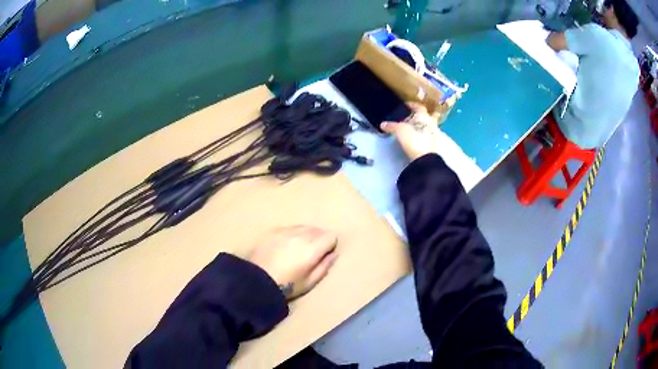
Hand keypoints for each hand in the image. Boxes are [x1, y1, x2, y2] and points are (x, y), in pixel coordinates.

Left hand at [248, 226, 337, 300]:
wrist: (255, 280)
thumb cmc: (286, 285)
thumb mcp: (309, 282)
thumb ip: (324, 267)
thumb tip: (333, 254)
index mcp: (312, 249)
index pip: (331, 236)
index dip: (330, 246)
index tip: (324, 255)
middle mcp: (301, 235)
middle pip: (318, 230)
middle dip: (319, 239)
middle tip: (312, 254)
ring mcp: (286, 231)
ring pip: (304, 227)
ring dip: (307, 235)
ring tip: (299, 249)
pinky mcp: (274, 231)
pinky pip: (290, 228)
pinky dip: (293, 234)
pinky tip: (286, 245)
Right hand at [381, 102, 441, 160]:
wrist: (424, 158)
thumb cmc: (414, 138)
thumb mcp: (399, 130)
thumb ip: (391, 126)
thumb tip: (382, 124)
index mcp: (424, 116)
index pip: (419, 106)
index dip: (412, 105)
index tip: (406, 105)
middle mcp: (430, 123)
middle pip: (425, 116)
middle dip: (418, 116)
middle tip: (409, 117)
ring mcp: (432, 134)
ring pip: (426, 126)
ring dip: (419, 126)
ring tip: (409, 129)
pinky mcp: (431, 145)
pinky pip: (425, 136)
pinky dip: (420, 135)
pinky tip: (413, 138)